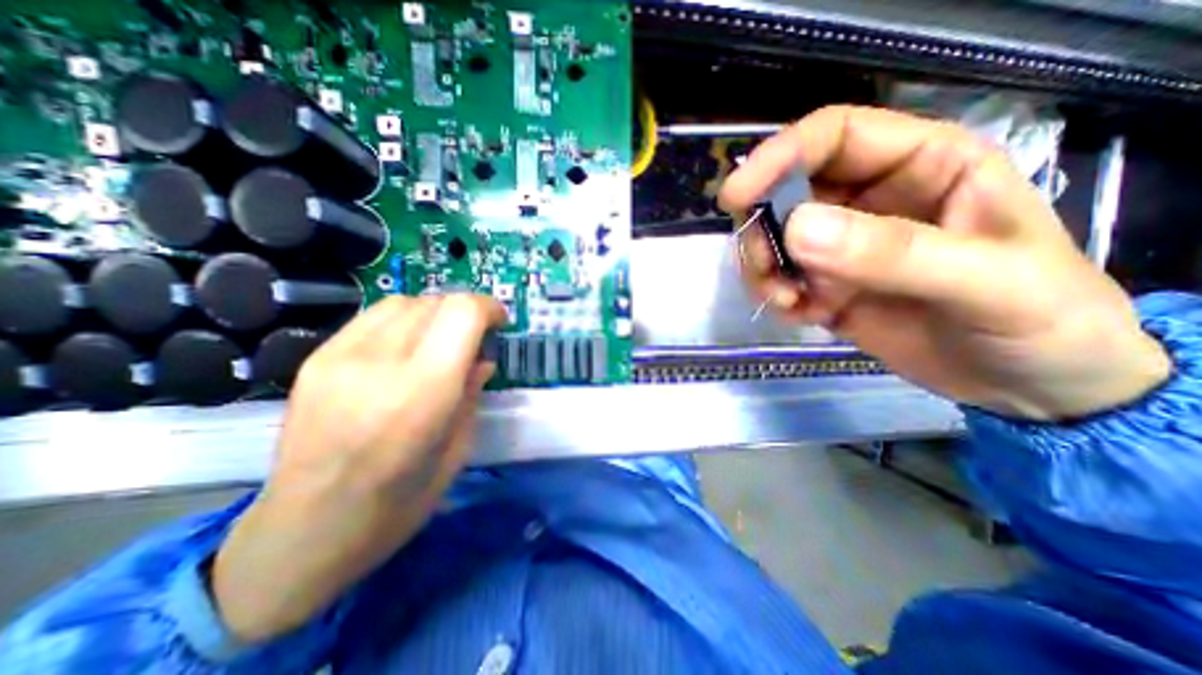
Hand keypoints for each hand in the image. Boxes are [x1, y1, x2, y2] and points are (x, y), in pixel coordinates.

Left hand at [210, 296, 504, 643]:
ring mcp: (340, 357)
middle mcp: (380, 363)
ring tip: (441, 339)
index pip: (462, 313)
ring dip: (434, 312)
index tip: (499, 322)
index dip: (488, 308)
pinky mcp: (316, 359)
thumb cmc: (398, 503)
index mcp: (424, 391)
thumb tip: (483, 359)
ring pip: (404, 301)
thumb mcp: (457, 449)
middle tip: (474, 337)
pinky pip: (373, 317)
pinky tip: (406, 347)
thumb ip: (472, 393)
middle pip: (435, 301)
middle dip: (465, 311)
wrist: (303, 533)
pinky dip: (403, 320)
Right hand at [716, 105, 1168, 422]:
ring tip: (786, 301)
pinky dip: (777, 296)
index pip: (832, 137)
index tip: (736, 197)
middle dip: (762, 228)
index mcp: (922, 165)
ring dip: (764, 268)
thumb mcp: (985, 282)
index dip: (778, 157)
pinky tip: (803, 317)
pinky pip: (780, 279)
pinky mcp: (826, 286)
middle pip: (786, 191)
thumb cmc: (1041, 321)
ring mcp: (842, 246)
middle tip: (763, 268)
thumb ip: (891, 252)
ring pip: (774, 239)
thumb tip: (796, 229)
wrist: (1028, 386)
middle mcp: (870, 199)